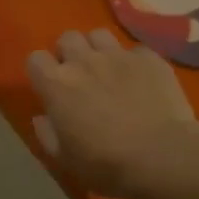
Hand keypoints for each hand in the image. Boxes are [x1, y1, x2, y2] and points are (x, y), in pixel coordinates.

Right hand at [26, 30, 198, 198]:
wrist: (162, 157)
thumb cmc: (106, 163)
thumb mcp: (65, 159)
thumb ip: (47, 134)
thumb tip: (42, 118)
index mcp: (56, 84)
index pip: (35, 59)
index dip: (41, 71)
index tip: (50, 87)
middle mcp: (83, 61)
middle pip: (67, 38)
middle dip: (69, 53)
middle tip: (80, 76)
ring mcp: (118, 56)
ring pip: (99, 35)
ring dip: (99, 49)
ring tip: (109, 70)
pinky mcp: (149, 59)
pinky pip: (136, 50)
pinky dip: (135, 62)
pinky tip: (142, 80)